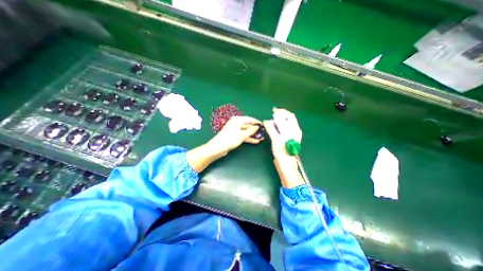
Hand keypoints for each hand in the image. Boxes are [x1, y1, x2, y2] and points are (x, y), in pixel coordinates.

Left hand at [186, 115, 262, 171]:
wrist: (218, 147)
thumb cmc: (230, 139)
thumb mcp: (242, 135)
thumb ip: (251, 131)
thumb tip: (257, 127)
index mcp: (237, 120)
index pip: (249, 119)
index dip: (256, 122)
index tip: (263, 125)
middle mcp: (236, 123)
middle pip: (248, 125)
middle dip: (255, 129)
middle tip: (263, 133)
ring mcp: (234, 129)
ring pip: (246, 131)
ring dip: (252, 134)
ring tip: (261, 138)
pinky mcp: (233, 135)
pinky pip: (242, 135)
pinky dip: (248, 137)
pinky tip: (255, 141)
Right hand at [263, 108, 302, 188]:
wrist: (286, 165)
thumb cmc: (282, 152)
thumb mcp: (276, 140)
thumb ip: (271, 129)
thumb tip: (266, 121)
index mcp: (294, 130)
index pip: (289, 116)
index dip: (281, 112)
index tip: (273, 111)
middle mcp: (295, 131)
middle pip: (288, 119)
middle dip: (280, 115)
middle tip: (272, 115)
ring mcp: (292, 135)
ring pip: (286, 124)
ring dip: (279, 121)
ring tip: (271, 122)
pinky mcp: (288, 139)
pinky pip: (284, 129)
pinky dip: (279, 126)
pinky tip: (273, 128)